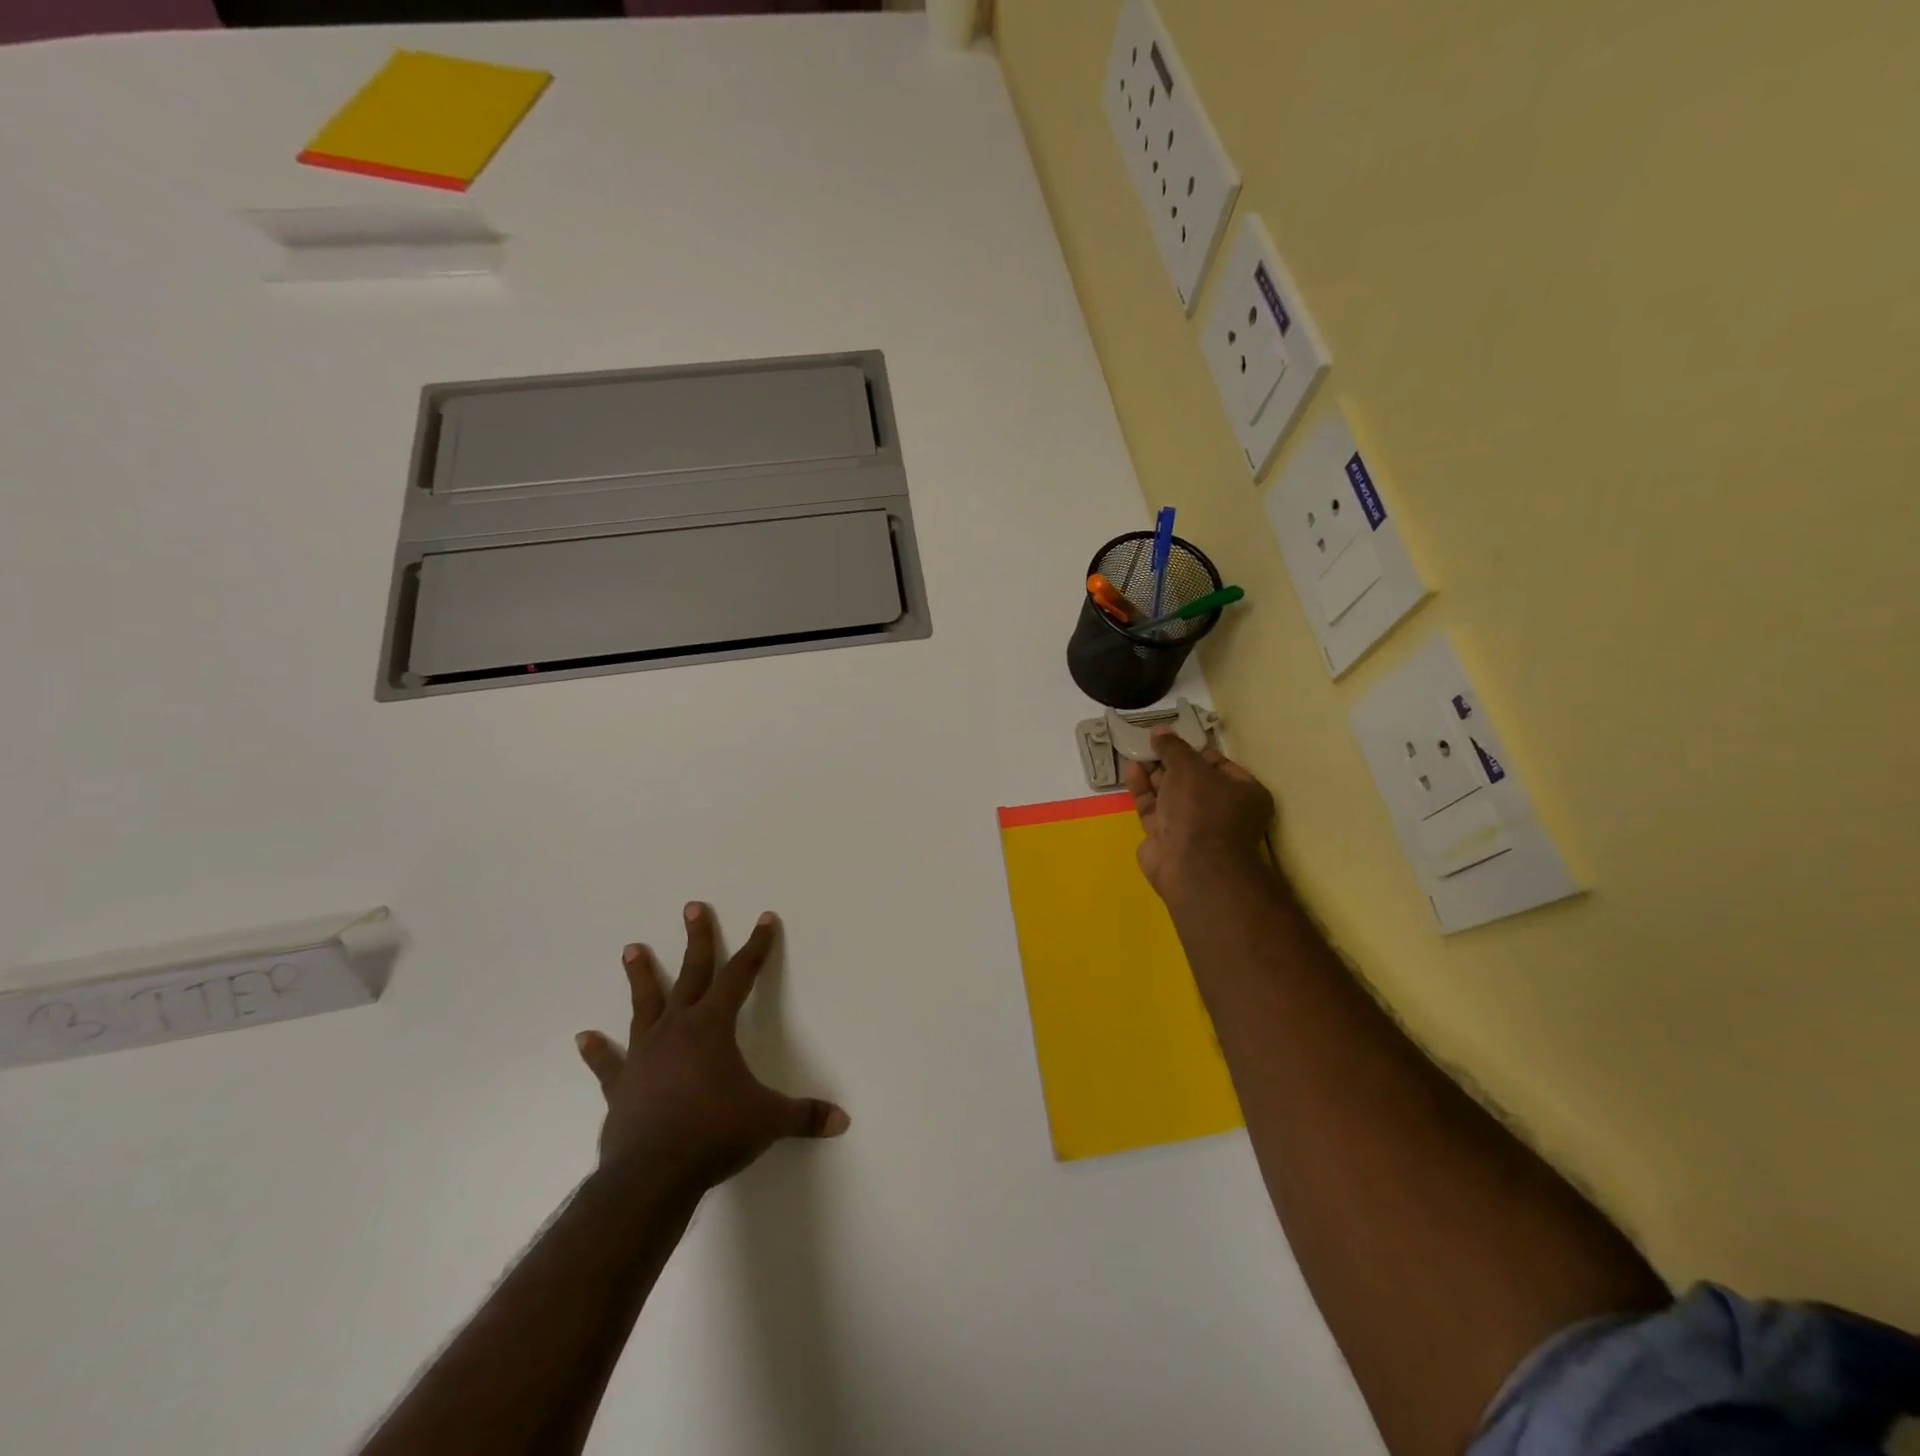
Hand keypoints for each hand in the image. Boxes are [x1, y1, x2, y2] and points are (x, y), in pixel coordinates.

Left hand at [575, 904, 849, 1197]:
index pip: (741, 975)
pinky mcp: (621, 1086)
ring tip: (632, 949)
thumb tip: (842, 1121)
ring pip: (645, 1005)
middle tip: (692, 907)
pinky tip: (584, 1037)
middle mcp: (677, 1029)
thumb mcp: (768, 1121)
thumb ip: (805, 1116)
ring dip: (641, 976)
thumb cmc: (715, 1134)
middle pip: (692, 974)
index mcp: (713, 1026)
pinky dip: (599, 1051)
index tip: (764, 919)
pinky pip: (610, 1063)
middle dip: (697, 939)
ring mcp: (645, 1055)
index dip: (756, 947)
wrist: (652, 1175)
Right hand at [1123, 731, 1276, 898]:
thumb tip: (1160, 731)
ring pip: (1169, 793)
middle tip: (1146, 740)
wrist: (1192, 866)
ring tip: (1134, 750)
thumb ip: (1173, 748)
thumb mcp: (1189, 768)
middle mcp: (1220, 809)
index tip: (1169, 735)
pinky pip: (1154, 807)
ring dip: (1152, 772)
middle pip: (1190, 778)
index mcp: (1243, 792)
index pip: (1216, 763)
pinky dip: (1143, 789)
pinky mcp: (1166, 838)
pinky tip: (1131, 769)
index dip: (1191, 748)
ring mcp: (1192, 826)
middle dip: (1168, 760)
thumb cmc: (1203, 809)